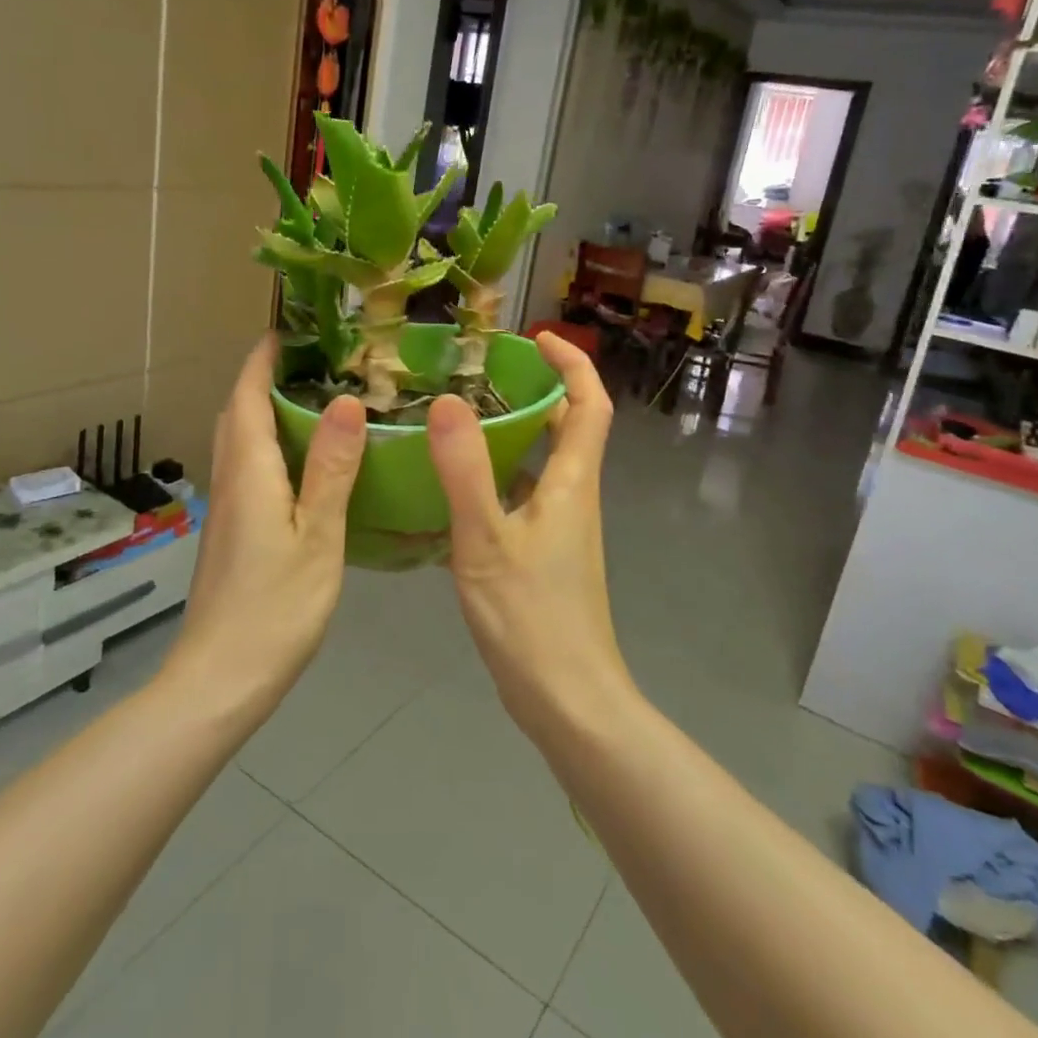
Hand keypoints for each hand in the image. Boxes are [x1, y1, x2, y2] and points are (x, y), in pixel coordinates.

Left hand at [159, 338, 366, 722]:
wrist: (221, 678)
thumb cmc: (276, 606)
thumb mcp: (318, 536)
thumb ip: (331, 468)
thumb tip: (344, 402)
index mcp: (249, 473)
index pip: (246, 398)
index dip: (260, 361)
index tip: (284, 331)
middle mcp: (230, 482)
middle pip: (235, 415)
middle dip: (259, 380)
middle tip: (306, 363)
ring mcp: (226, 511)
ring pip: (237, 444)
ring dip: (260, 412)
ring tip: (309, 402)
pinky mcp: (230, 534)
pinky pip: (245, 470)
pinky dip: (267, 447)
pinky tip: (301, 465)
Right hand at [427, 332, 633, 740]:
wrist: (567, 699)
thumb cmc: (531, 617)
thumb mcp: (486, 540)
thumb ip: (465, 470)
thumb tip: (447, 401)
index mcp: (573, 482)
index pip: (590, 403)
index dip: (572, 363)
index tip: (536, 338)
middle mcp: (574, 496)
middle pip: (568, 427)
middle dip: (536, 390)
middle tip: (483, 374)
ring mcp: (562, 528)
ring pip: (543, 463)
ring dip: (514, 433)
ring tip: (459, 419)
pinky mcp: (545, 554)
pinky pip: (524, 496)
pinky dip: (498, 477)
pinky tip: (453, 487)